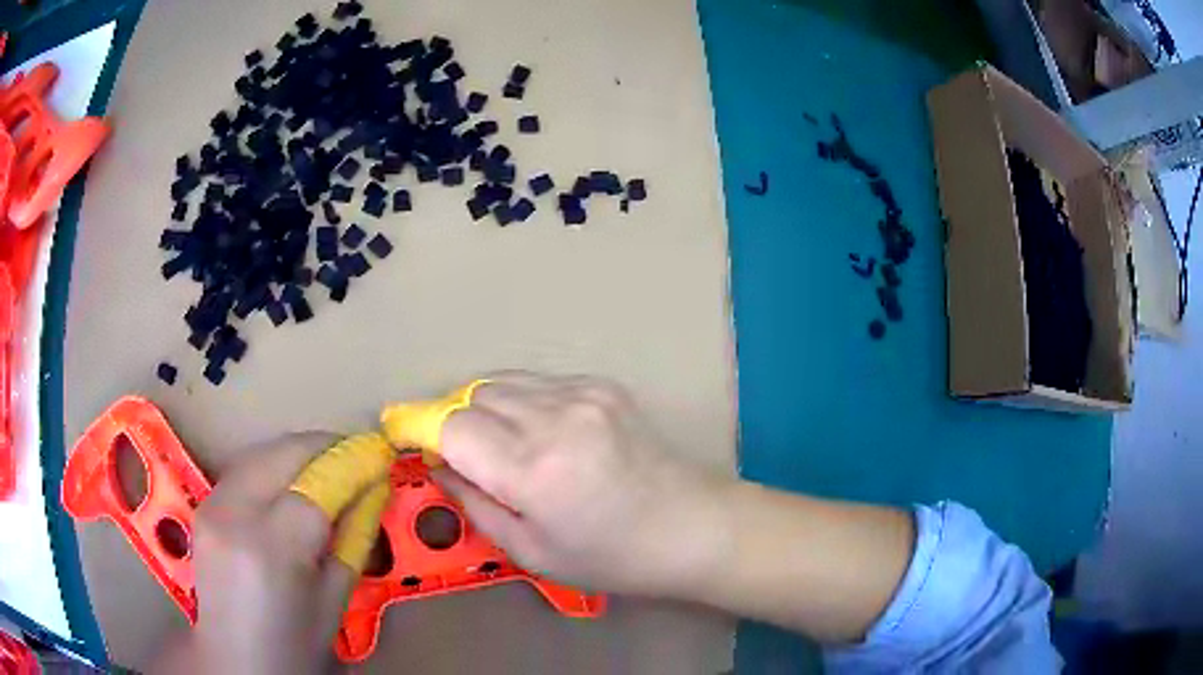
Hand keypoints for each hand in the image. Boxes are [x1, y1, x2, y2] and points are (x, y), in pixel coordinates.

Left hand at [153, 433, 359, 674]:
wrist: (237, 659)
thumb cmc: (295, 643)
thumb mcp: (335, 598)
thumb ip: (354, 537)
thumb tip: (372, 489)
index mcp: (273, 548)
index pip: (317, 484)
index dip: (352, 465)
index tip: (380, 454)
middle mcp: (235, 515)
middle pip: (282, 454)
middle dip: (324, 445)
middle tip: (357, 454)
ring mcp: (212, 506)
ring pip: (260, 453)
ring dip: (297, 451)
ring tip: (328, 464)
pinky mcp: (203, 506)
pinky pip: (243, 469)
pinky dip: (272, 465)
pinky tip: (290, 481)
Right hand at [435, 374, 734, 596]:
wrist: (690, 526)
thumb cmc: (610, 557)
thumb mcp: (530, 550)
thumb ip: (473, 502)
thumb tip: (435, 464)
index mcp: (534, 470)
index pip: (451, 426)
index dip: (418, 427)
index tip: (400, 435)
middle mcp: (556, 418)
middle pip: (472, 395)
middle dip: (451, 420)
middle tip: (456, 453)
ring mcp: (583, 394)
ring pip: (502, 381)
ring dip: (483, 407)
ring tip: (495, 443)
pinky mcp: (602, 385)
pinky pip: (538, 382)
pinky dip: (520, 401)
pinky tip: (537, 433)